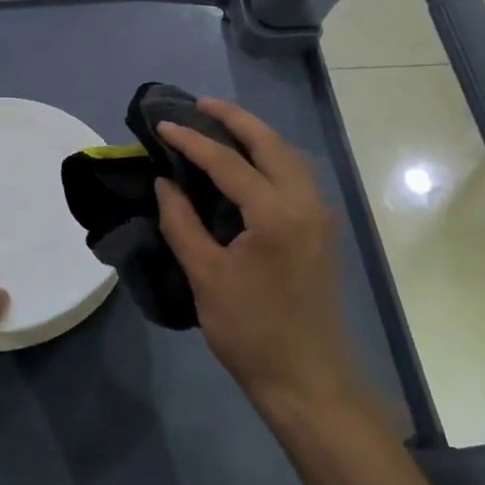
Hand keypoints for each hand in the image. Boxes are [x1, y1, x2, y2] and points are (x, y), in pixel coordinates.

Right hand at [155, 99, 364, 422]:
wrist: (308, 379)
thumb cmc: (251, 331)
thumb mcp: (206, 276)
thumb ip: (182, 223)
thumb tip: (165, 183)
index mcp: (276, 213)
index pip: (228, 161)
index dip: (192, 140)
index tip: (163, 124)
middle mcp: (306, 203)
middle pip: (271, 143)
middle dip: (235, 119)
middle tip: (199, 105)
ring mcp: (320, 216)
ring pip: (289, 157)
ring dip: (256, 136)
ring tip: (220, 126)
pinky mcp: (321, 231)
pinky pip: (296, 177)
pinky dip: (270, 159)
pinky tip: (247, 165)